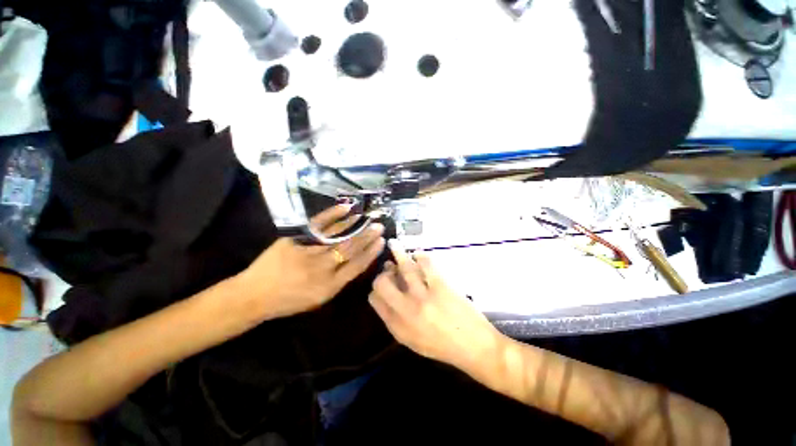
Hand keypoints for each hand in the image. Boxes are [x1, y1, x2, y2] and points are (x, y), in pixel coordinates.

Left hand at [239, 204, 385, 319]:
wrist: (254, 295)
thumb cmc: (289, 300)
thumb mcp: (319, 298)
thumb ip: (338, 280)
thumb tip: (355, 261)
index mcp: (329, 287)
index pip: (357, 266)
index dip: (371, 252)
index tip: (381, 241)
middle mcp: (322, 269)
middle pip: (350, 249)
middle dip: (367, 236)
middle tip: (379, 225)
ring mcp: (308, 252)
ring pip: (338, 237)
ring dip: (355, 227)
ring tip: (367, 218)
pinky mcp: (295, 240)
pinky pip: (318, 226)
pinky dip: (333, 216)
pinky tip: (346, 209)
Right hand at [369, 241, 501, 371]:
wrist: (475, 348)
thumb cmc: (443, 347)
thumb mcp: (413, 341)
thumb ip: (396, 321)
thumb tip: (389, 296)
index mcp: (398, 327)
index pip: (375, 300)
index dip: (376, 289)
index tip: (383, 283)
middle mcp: (406, 310)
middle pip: (383, 283)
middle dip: (383, 273)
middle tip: (389, 267)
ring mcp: (424, 296)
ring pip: (404, 268)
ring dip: (397, 253)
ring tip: (393, 244)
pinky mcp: (440, 286)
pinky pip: (426, 264)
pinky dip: (419, 256)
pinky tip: (418, 255)